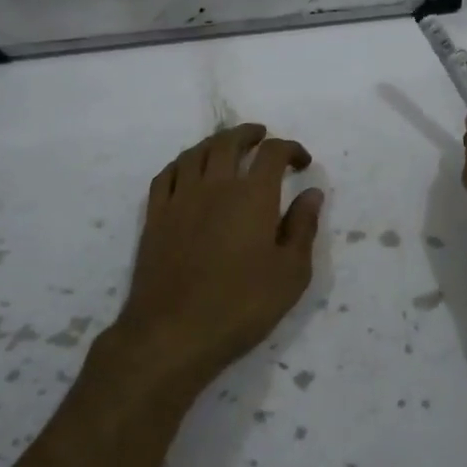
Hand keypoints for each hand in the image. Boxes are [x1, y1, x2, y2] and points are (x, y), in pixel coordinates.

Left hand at [105, 124, 323, 401]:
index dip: (290, 149)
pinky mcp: (155, 217)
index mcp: (253, 196)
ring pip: (196, 153)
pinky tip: (188, 170)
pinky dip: (183, 163)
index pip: (273, 153)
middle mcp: (215, 186)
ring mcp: (180, 199)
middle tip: (262, 137)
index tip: (302, 162)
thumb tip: (311, 193)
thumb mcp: (291, 273)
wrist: (173, 332)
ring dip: (215, 143)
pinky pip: (167, 175)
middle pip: (229, 142)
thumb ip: (303, 228)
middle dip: (249, 134)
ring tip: (227, 147)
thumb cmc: (242, 305)